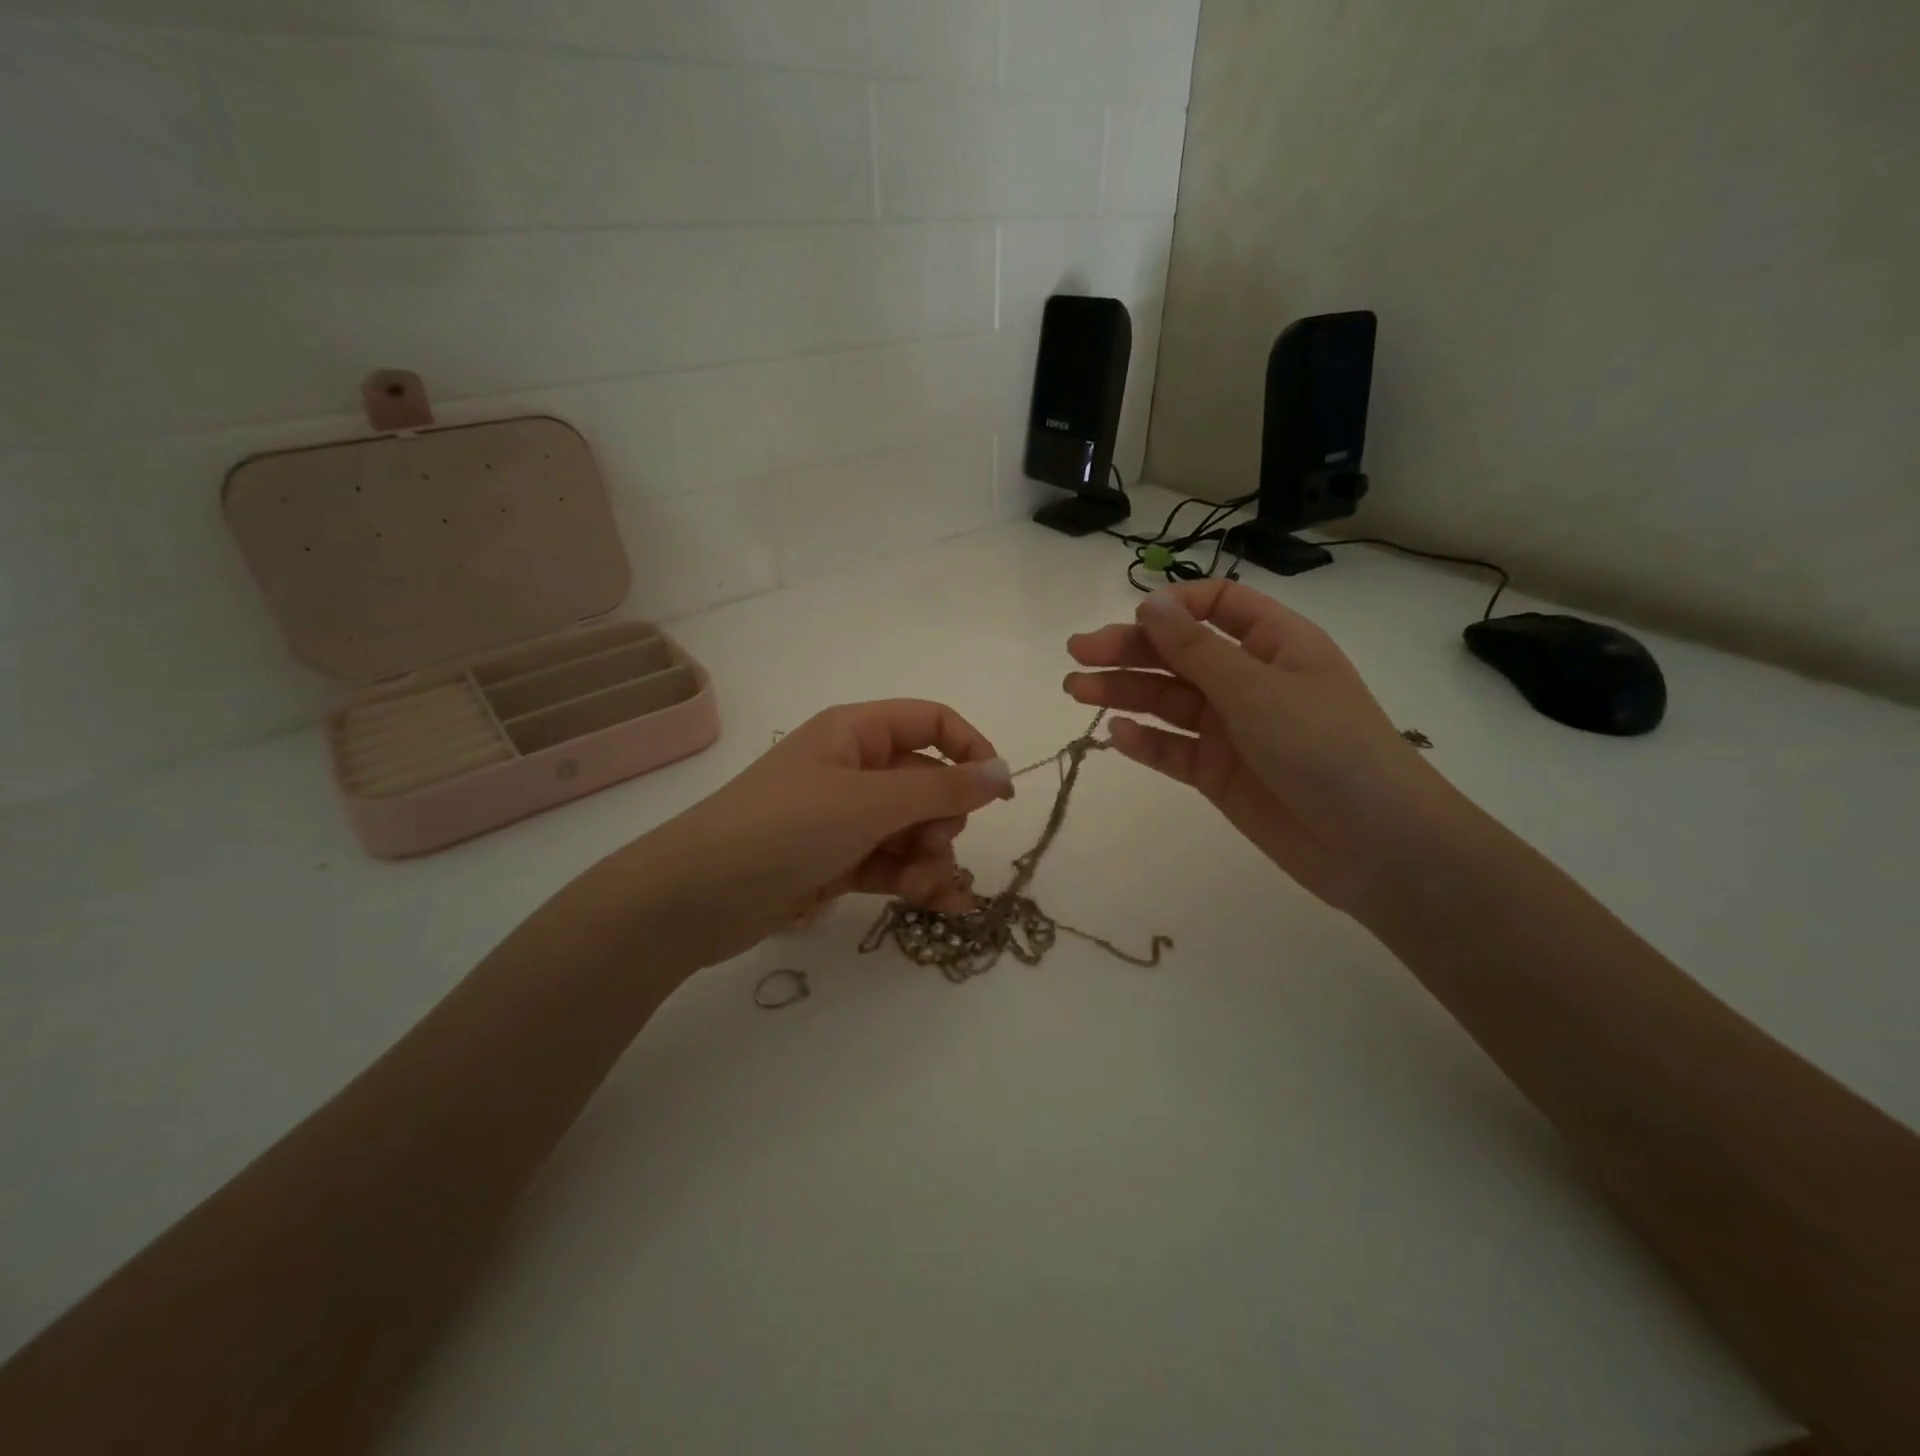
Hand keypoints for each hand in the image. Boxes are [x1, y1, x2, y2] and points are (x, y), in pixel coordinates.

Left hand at [605, 700, 1012, 967]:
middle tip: (934, 846)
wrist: (696, 897)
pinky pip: (892, 863)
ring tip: (926, 890)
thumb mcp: (869, 802)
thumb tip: (1002, 772)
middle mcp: (852, 768)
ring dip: (931, 858)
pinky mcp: (836, 861)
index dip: (972, 750)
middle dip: (944, 819)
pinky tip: (942, 907)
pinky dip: (915, 881)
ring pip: (912, 829)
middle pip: (927, 782)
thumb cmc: (785, 828)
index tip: (1000, 794)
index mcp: (856, 732)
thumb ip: (942, 789)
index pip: (931, 723)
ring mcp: (843, 817)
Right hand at [1064, 582, 1459, 911]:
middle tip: (1077, 655)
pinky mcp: (1218, 774)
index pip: (1219, 605)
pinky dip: (1144, 741)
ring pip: (1168, 701)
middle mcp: (1250, 681)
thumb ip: (1196, 649)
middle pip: (1180, 653)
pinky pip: (1173, 749)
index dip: (1175, 606)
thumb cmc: (1326, 747)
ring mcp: (1232, 730)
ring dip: (1124, 693)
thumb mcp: (1257, 690)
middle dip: (1129, 650)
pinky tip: (1114, 735)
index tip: (1133, 619)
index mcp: (1274, 644)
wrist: (1374, 846)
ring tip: (1076, 691)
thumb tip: (1149, 602)